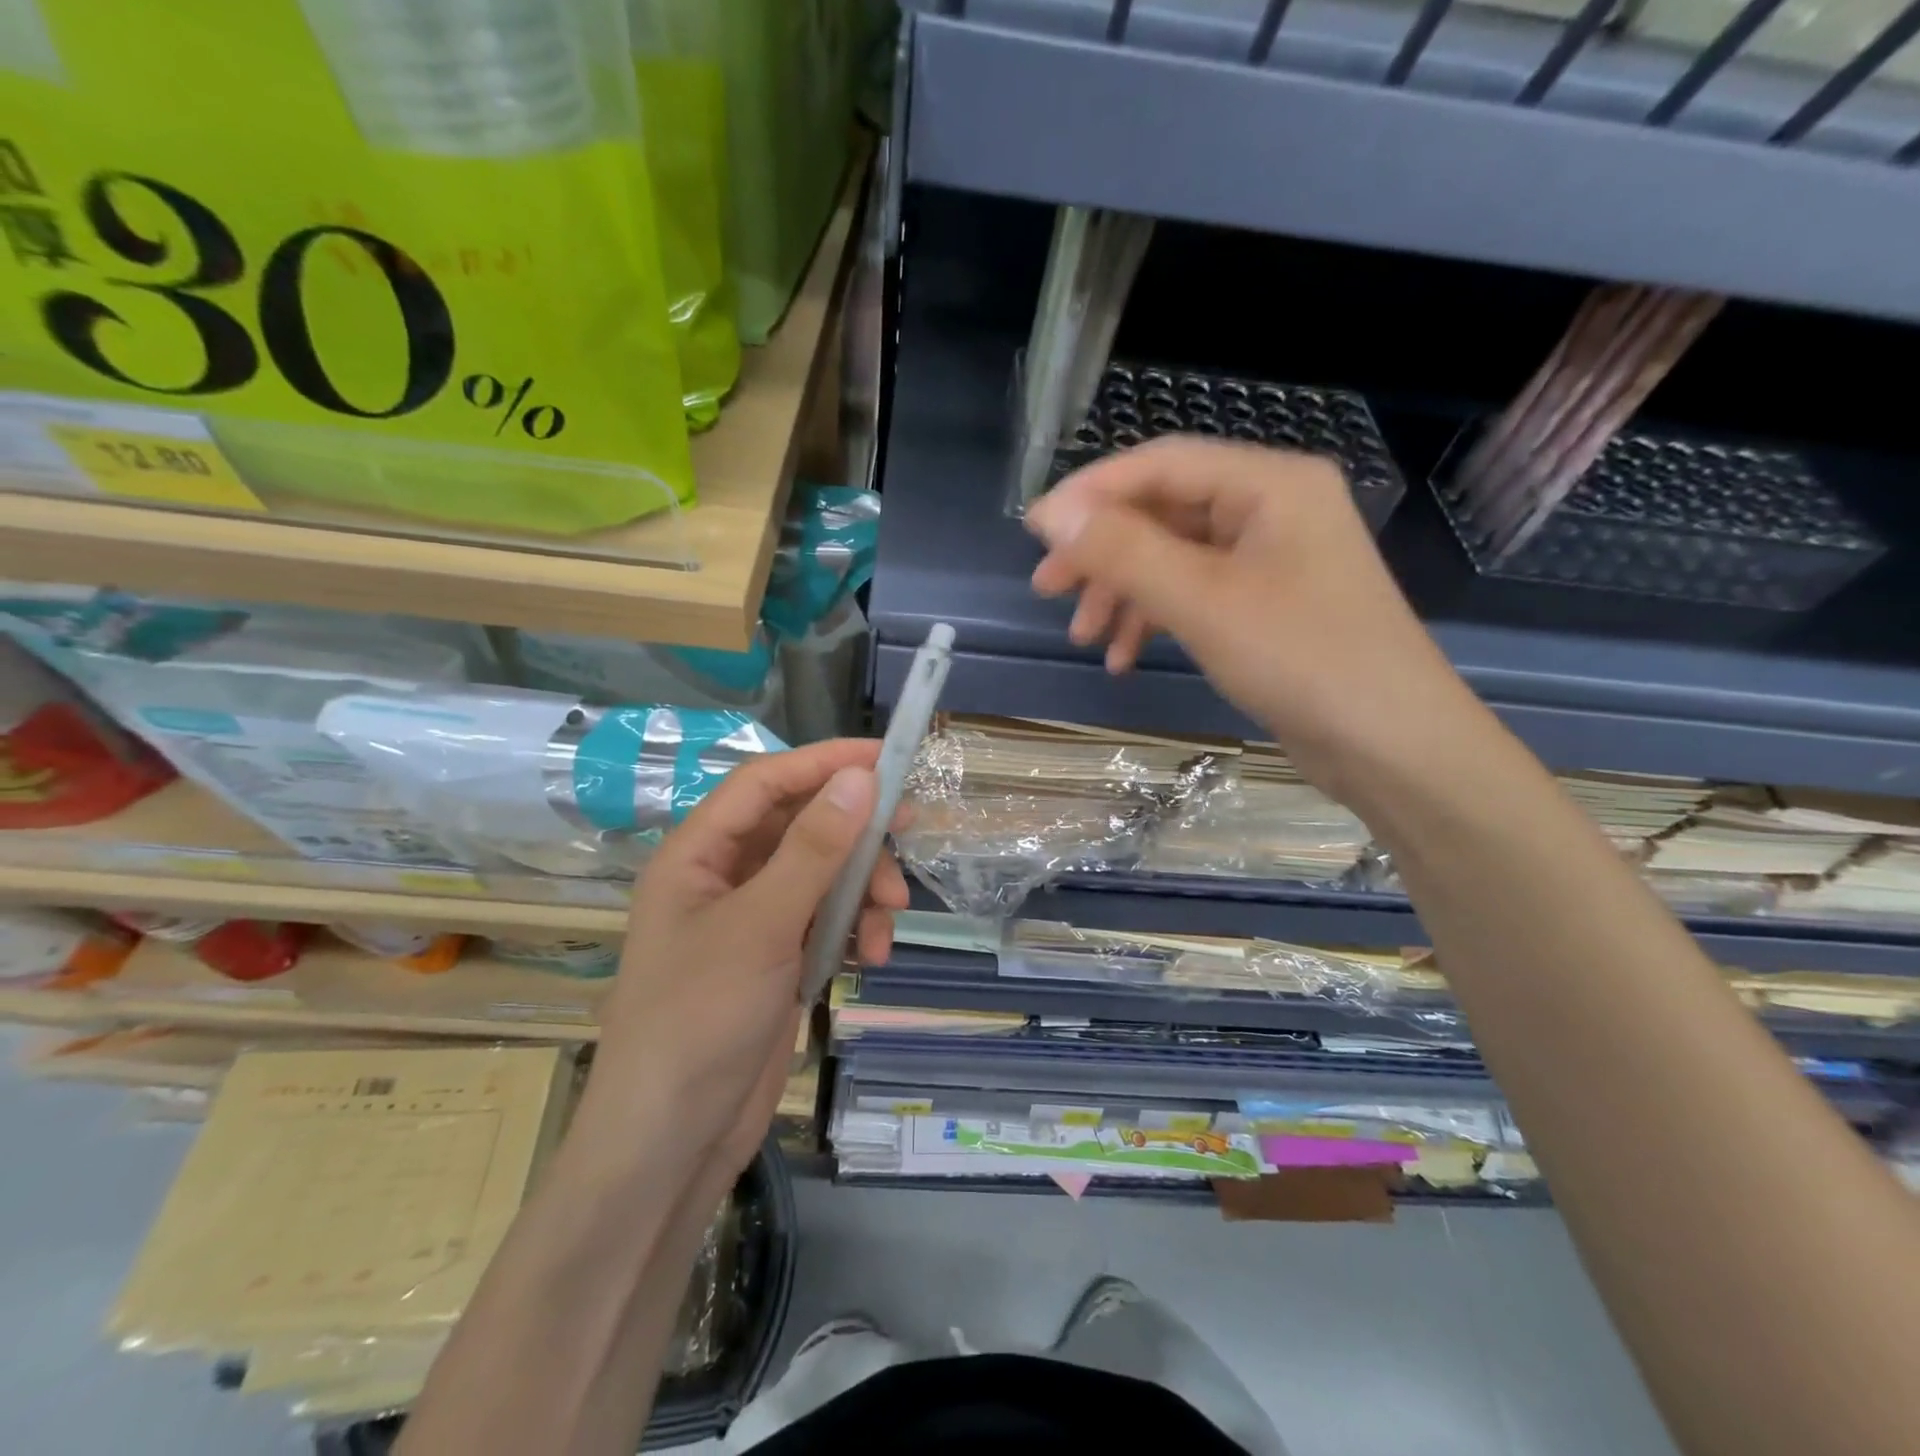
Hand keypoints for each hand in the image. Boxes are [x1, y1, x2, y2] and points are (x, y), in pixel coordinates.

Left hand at [577, 740, 908, 1181]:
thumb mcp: (761, 926)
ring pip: (823, 873)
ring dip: (862, 888)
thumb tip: (860, 778)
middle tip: (910, 830)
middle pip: (802, 826)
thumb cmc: (699, 1019)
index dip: (824, 762)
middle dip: (856, 833)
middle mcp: (725, 877)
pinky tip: (871, 956)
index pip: (765, 782)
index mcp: (698, 854)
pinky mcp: (778, 959)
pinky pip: (827, 919)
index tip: (886, 759)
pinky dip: (854, 928)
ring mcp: (754, 920)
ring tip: (890, 920)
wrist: (671, 1142)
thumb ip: (813, 850)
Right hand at [1025, 438, 1480, 793]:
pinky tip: (1125, 657)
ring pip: (1173, 557)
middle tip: (1049, 590)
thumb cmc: (1304, 661)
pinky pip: (1195, 594)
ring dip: (1124, 593)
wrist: (1392, 747)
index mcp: (1270, 483)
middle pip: (1164, 511)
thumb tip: (1052, 516)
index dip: (1091, 493)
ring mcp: (1271, 558)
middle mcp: (1271, 507)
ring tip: (1084, 638)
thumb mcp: (1203, 602)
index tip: (1034, 532)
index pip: (1162, 464)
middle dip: (1103, 553)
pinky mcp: (1266, 604)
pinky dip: (1155, 619)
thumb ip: (1124, 552)